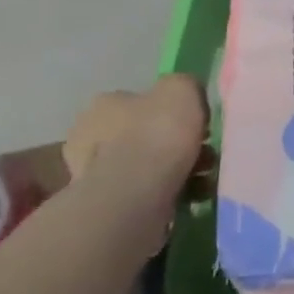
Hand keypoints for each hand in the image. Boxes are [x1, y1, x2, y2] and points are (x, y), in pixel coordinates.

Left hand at [64, 74, 209, 221]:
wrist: (136, 195)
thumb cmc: (158, 134)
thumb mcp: (182, 89)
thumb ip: (185, 86)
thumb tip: (186, 100)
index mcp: (105, 105)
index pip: (138, 101)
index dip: (171, 111)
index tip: (195, 124)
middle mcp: (90, 137)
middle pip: (143, 136)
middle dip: (173, 145)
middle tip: (203, 154)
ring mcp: (93, 176)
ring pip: (146, 167)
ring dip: (176, 171)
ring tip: (203, 180)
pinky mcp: (105, 207)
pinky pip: (146, 194)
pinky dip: (170, 194)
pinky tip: (191, 196)